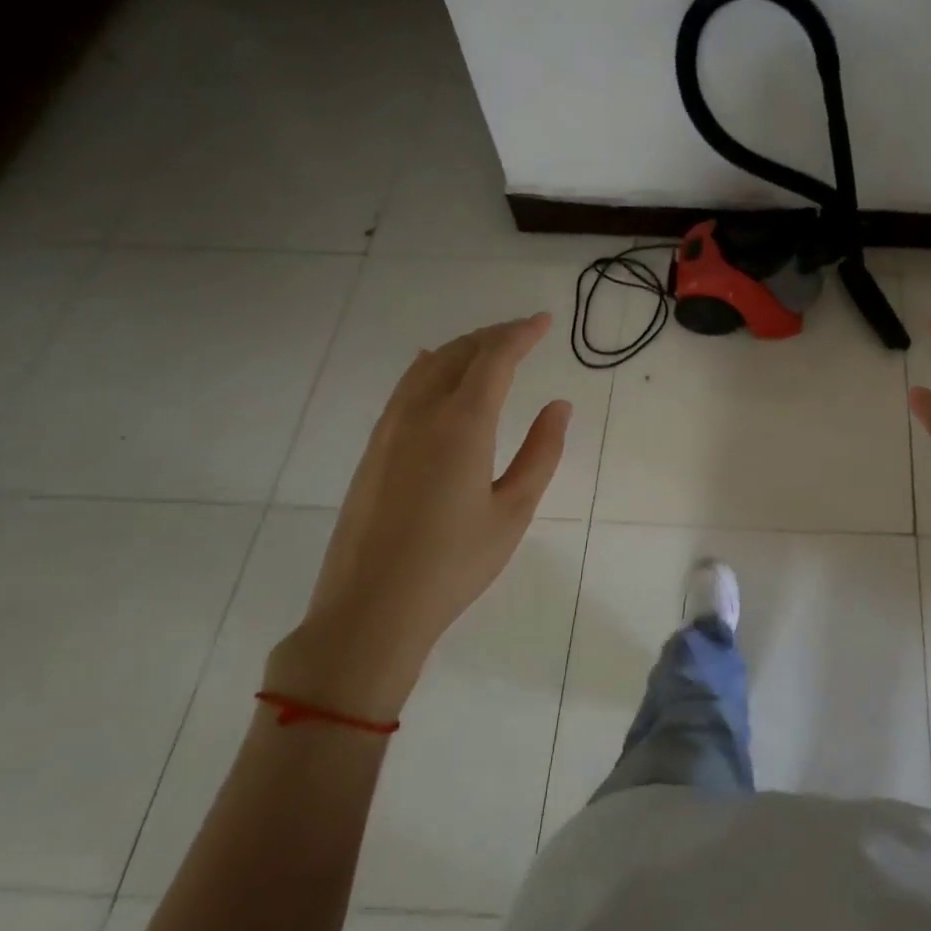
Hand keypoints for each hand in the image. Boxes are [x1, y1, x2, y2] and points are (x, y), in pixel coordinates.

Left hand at [265, 314, 570, 722]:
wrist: (371, 609)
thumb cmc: (455, 563)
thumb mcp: (514, 510)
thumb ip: (542, 452)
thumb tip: (559, 406)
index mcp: (462, 425)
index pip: (494, 359)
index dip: (521, 334)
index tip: (544, 321)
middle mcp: (421, 415)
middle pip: (458, 353)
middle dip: (494, 335)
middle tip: (524, 332)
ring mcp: (390, 430)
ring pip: (427, 367)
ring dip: (462, 348)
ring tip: (488, 347)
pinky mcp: (373, 450)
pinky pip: (405, 388)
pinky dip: (430, 368)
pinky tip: (435, 370)